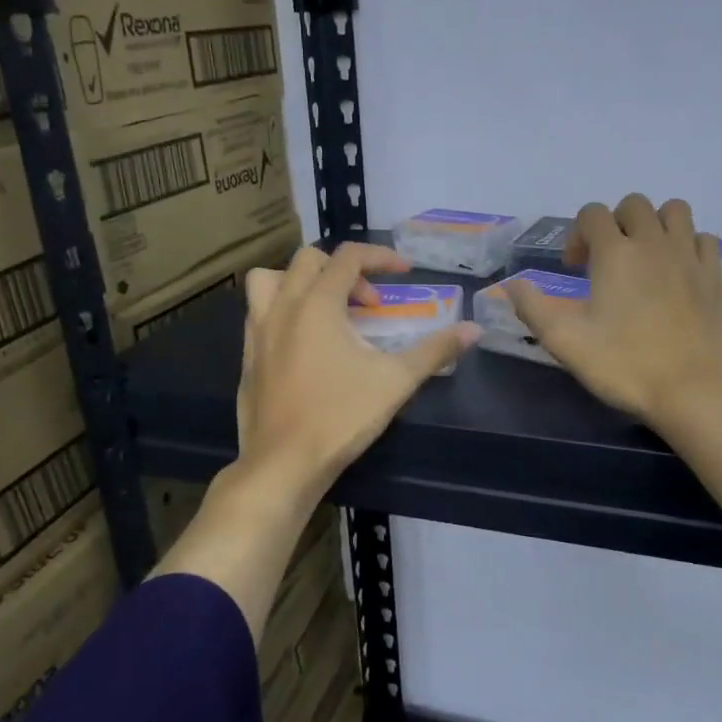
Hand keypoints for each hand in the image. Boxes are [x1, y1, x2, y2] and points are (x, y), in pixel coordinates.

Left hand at [237, 243, 479, 500]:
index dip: (381, 257)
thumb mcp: (396, 381)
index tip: (405, 272)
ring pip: (269, 281)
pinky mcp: (248, 358)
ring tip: (327, 310)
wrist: (283, 464)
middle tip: (370, 305)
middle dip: (344, 271)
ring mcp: (257, 333)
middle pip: (307, 261)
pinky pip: (259, 315)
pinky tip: (305, 346)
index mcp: (317, 304)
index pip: (348, 257)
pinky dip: (283, 312)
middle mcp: (281, 308)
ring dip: (300, 283)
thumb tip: (474, 330)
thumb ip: (435, 350)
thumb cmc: (341, 417)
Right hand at [506, 195, 721, 429]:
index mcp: (615, 253)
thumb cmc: (625, 366)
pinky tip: (677, 271)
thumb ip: (532, 309)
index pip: (592, 214)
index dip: (577, 235)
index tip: (575, 269)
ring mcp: (689, 256)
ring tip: (644, 257)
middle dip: (614, 223)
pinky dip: (687, 244)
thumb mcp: (565, 342)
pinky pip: (702, 238)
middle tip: (606, 261)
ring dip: (654, 224)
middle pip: (634, 205)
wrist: (692, 392)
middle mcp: (654, 243)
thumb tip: (511, 285)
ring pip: (674, 211)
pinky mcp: (715, 276)